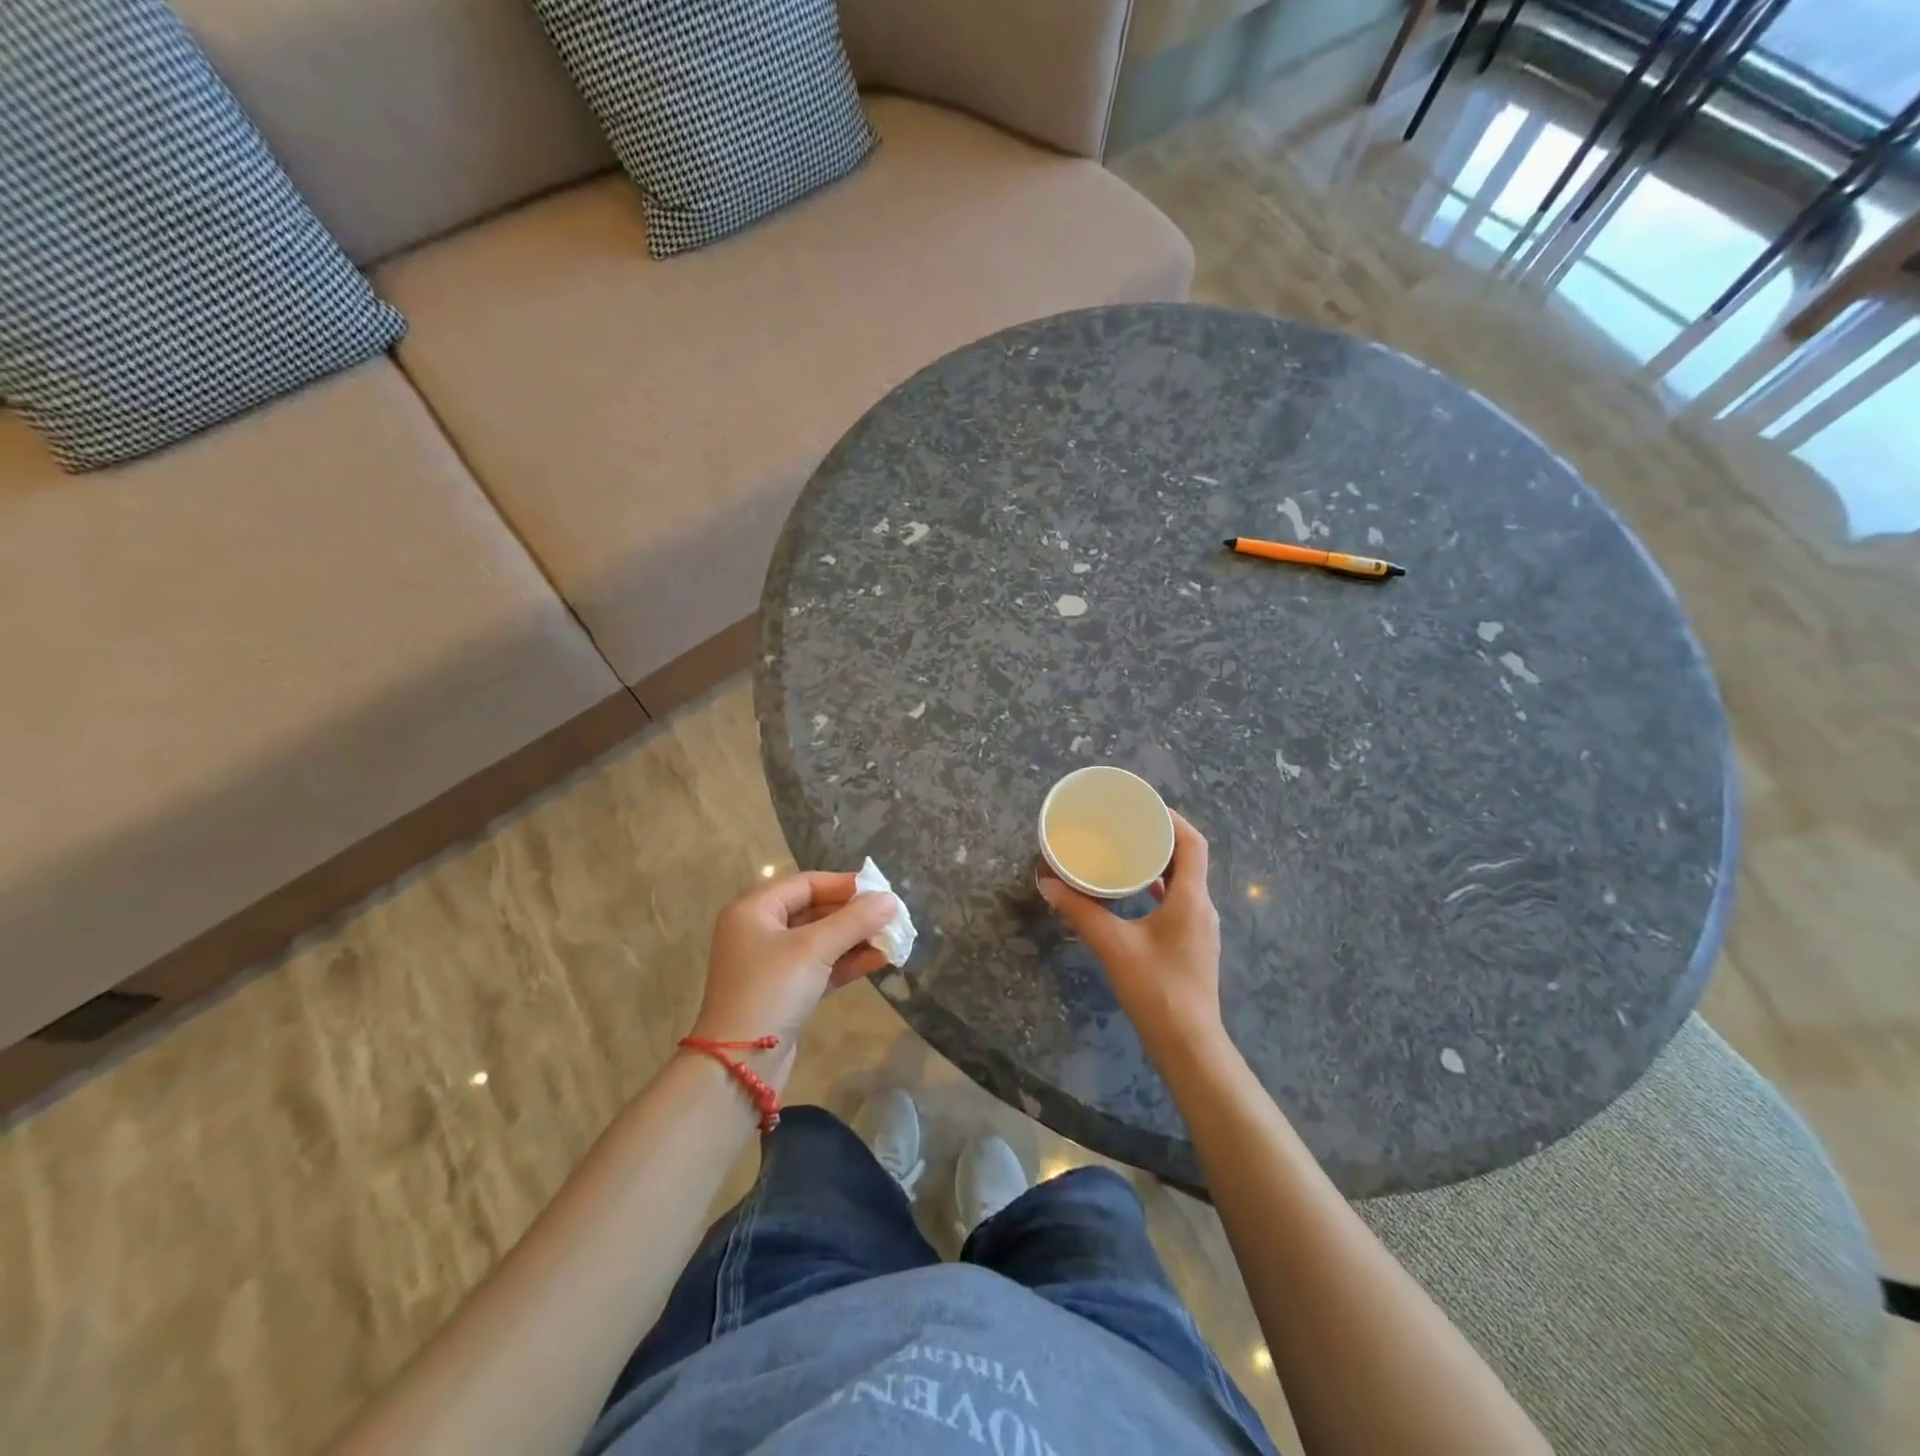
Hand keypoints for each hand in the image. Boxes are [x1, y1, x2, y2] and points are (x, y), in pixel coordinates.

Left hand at [688, 871, 898, 1090]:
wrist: (739, 1065)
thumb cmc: (771, 991)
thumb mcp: (813, 949)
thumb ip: (854, 920)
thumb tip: (891, 900)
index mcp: (754, 909)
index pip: (806, 883)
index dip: (845, 884)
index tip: (881, 890)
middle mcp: (760, 930)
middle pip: (815, 909)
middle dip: (854, 913)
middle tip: (892, 916)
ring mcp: (772, 963)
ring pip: (821, 939)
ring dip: (856, 938)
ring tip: (894, 938)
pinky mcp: (786, 991)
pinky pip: (821, 965)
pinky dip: (848, 962)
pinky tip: (880, 960)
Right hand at [1038, 812, 1223, 1056]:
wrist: (1187, 1044)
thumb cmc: (1155, 988)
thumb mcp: (1113, 945)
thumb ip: (1080, 911)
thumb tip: (1047, 882)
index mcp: (1191, 898)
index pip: (1193, 842)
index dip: (1172, 818)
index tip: (1143, 806)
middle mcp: (1202, 906)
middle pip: (1189, 857)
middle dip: (1160, 836)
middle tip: (1127, 824)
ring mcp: (1200, 927)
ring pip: (1185, 880)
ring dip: (1160, 861)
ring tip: (1127, 850)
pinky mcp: (1193, 944)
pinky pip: (1179, 900)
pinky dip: (1160, 886)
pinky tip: (1135, 891)